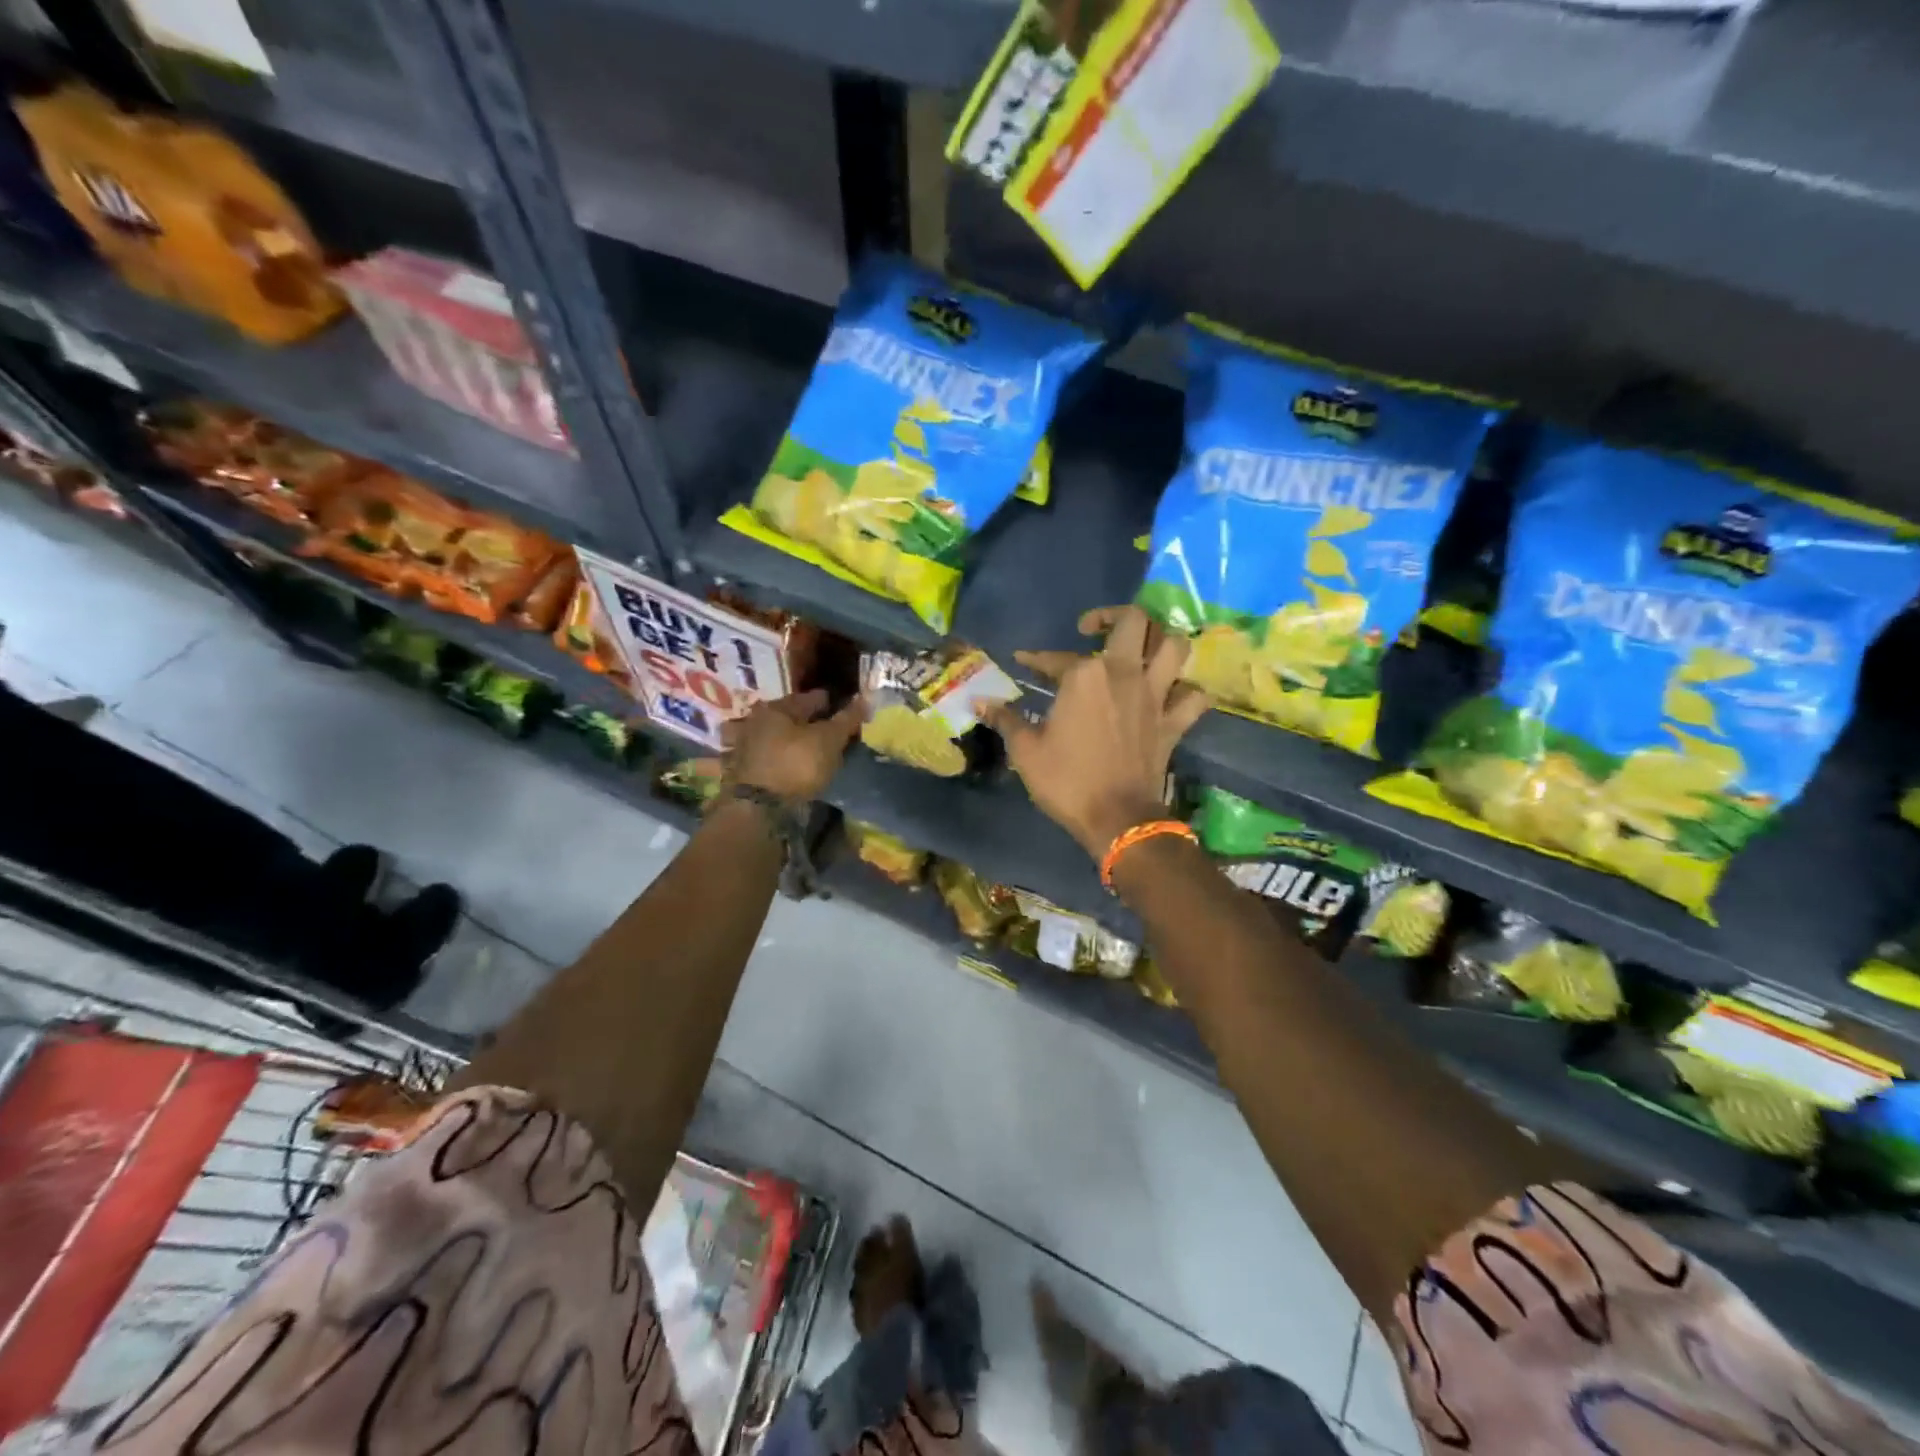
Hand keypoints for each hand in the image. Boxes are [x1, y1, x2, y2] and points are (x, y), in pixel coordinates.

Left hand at [722, 690, 863, 806]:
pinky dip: (784, 758)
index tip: (849, 711)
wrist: (759, 808)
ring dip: (794, 740)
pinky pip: (771, 757)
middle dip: (811, 721)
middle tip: (833, 731)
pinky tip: (796, 765)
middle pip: (793, 716)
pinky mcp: (745, 770)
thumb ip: (847, 718)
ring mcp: (748, 746)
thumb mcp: (829, 739)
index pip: (812, 698)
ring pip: (780, 736)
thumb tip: (864, 698)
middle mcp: (757, 720)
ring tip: (816, 750)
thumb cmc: (796, 763)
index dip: (832, 703)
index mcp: (777, 707)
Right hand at [984, 606, 1210, 857]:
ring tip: (1139, 648)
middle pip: (1134, 621)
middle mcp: (1125, 673)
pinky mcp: (1174, 722)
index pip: (1056, 657)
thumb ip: (1006, 719)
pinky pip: (1194, 695)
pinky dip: (1185, 690)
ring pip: (1174, 646)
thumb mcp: (1026, 751)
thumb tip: (979, 701)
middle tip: (1093, 630)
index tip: (1024, 661)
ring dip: (1159, 640)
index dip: (1036, 658)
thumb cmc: (1067, 781)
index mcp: (1085, 676)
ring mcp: (1155, 696)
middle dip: (1113, 616)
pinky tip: (1171, 693)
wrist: (1117, 819)